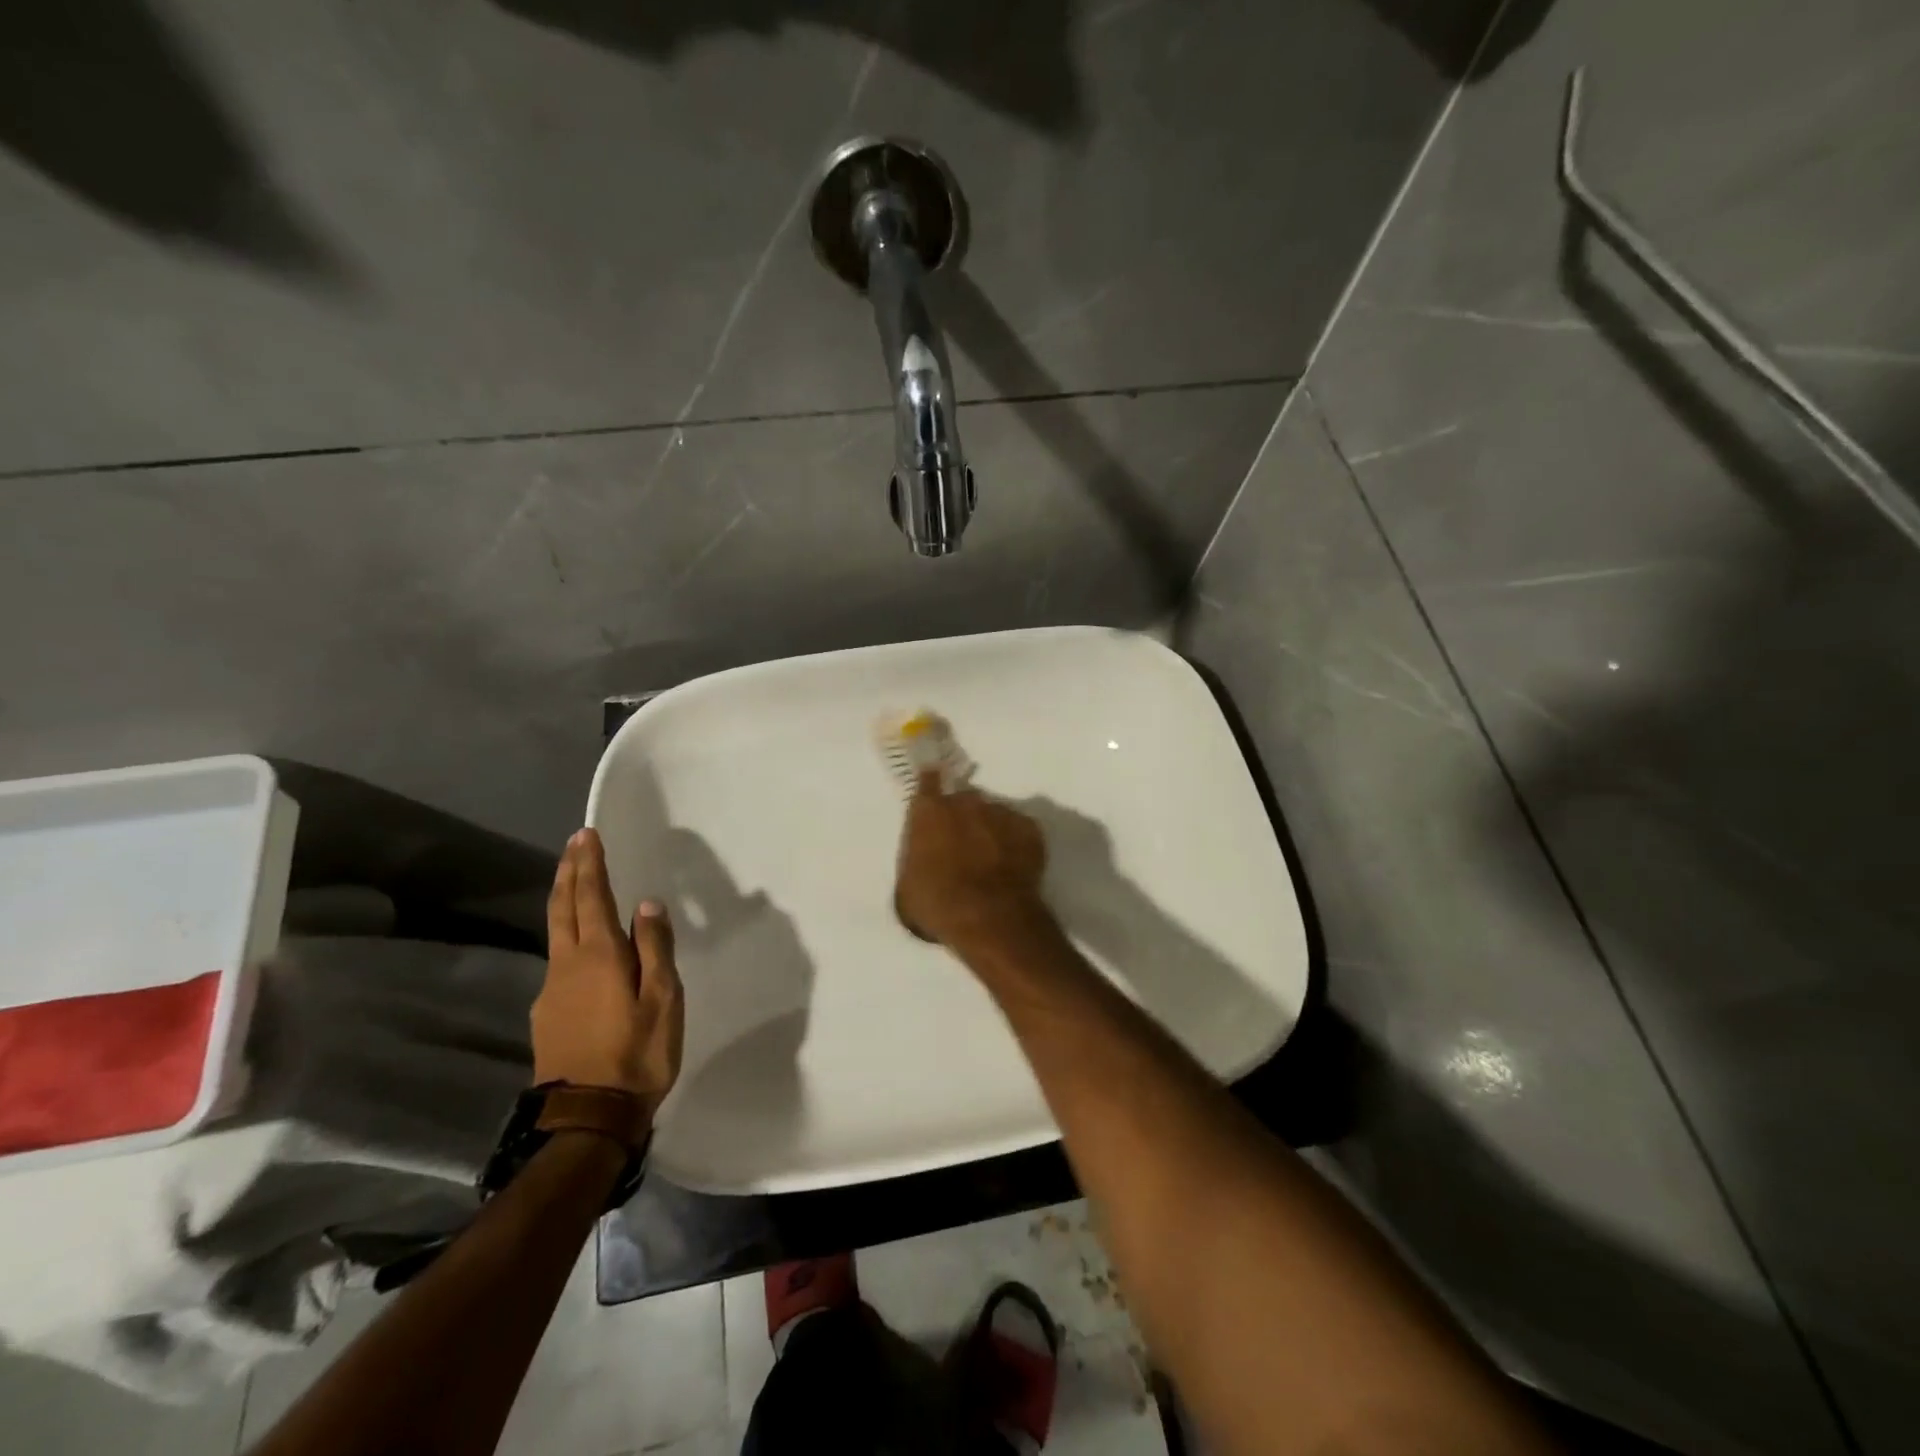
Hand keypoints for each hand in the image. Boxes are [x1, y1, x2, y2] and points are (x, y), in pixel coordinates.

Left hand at [535, 828, 683, 1118]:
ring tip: (575, 883)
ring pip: (555, 933)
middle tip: (575, 845)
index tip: (587, 835)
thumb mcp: (663, 998)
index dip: (590, 865)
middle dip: (569, 873)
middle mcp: (567, 965)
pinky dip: (566, 935)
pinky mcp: (547, 1014)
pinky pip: (557, 960)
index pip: (592, 897)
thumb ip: (656, 948)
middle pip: (563, 908)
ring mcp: (552, 990)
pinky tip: (579, 945)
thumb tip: (648, 904)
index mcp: (599, 956)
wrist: (588, 1117)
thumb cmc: (637, 1053)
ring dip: (564, 900)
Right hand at [896, 769, 1049, 946]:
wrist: (989, 917)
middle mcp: (965, 802)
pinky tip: (1013, 866)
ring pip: (993, 814)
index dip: (932, 783)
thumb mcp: (907, 886)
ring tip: (992, 860)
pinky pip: (1019, 830)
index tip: (935, 786)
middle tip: (963, 845)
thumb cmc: (937, 904)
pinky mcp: (1030, 828)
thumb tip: (925, 855)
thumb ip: (916, 857)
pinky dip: (1016, 843)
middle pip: (963, 800)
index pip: (928, 781)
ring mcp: (1000, 812)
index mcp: (929, 811)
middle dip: (962, 817)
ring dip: (990, 830)